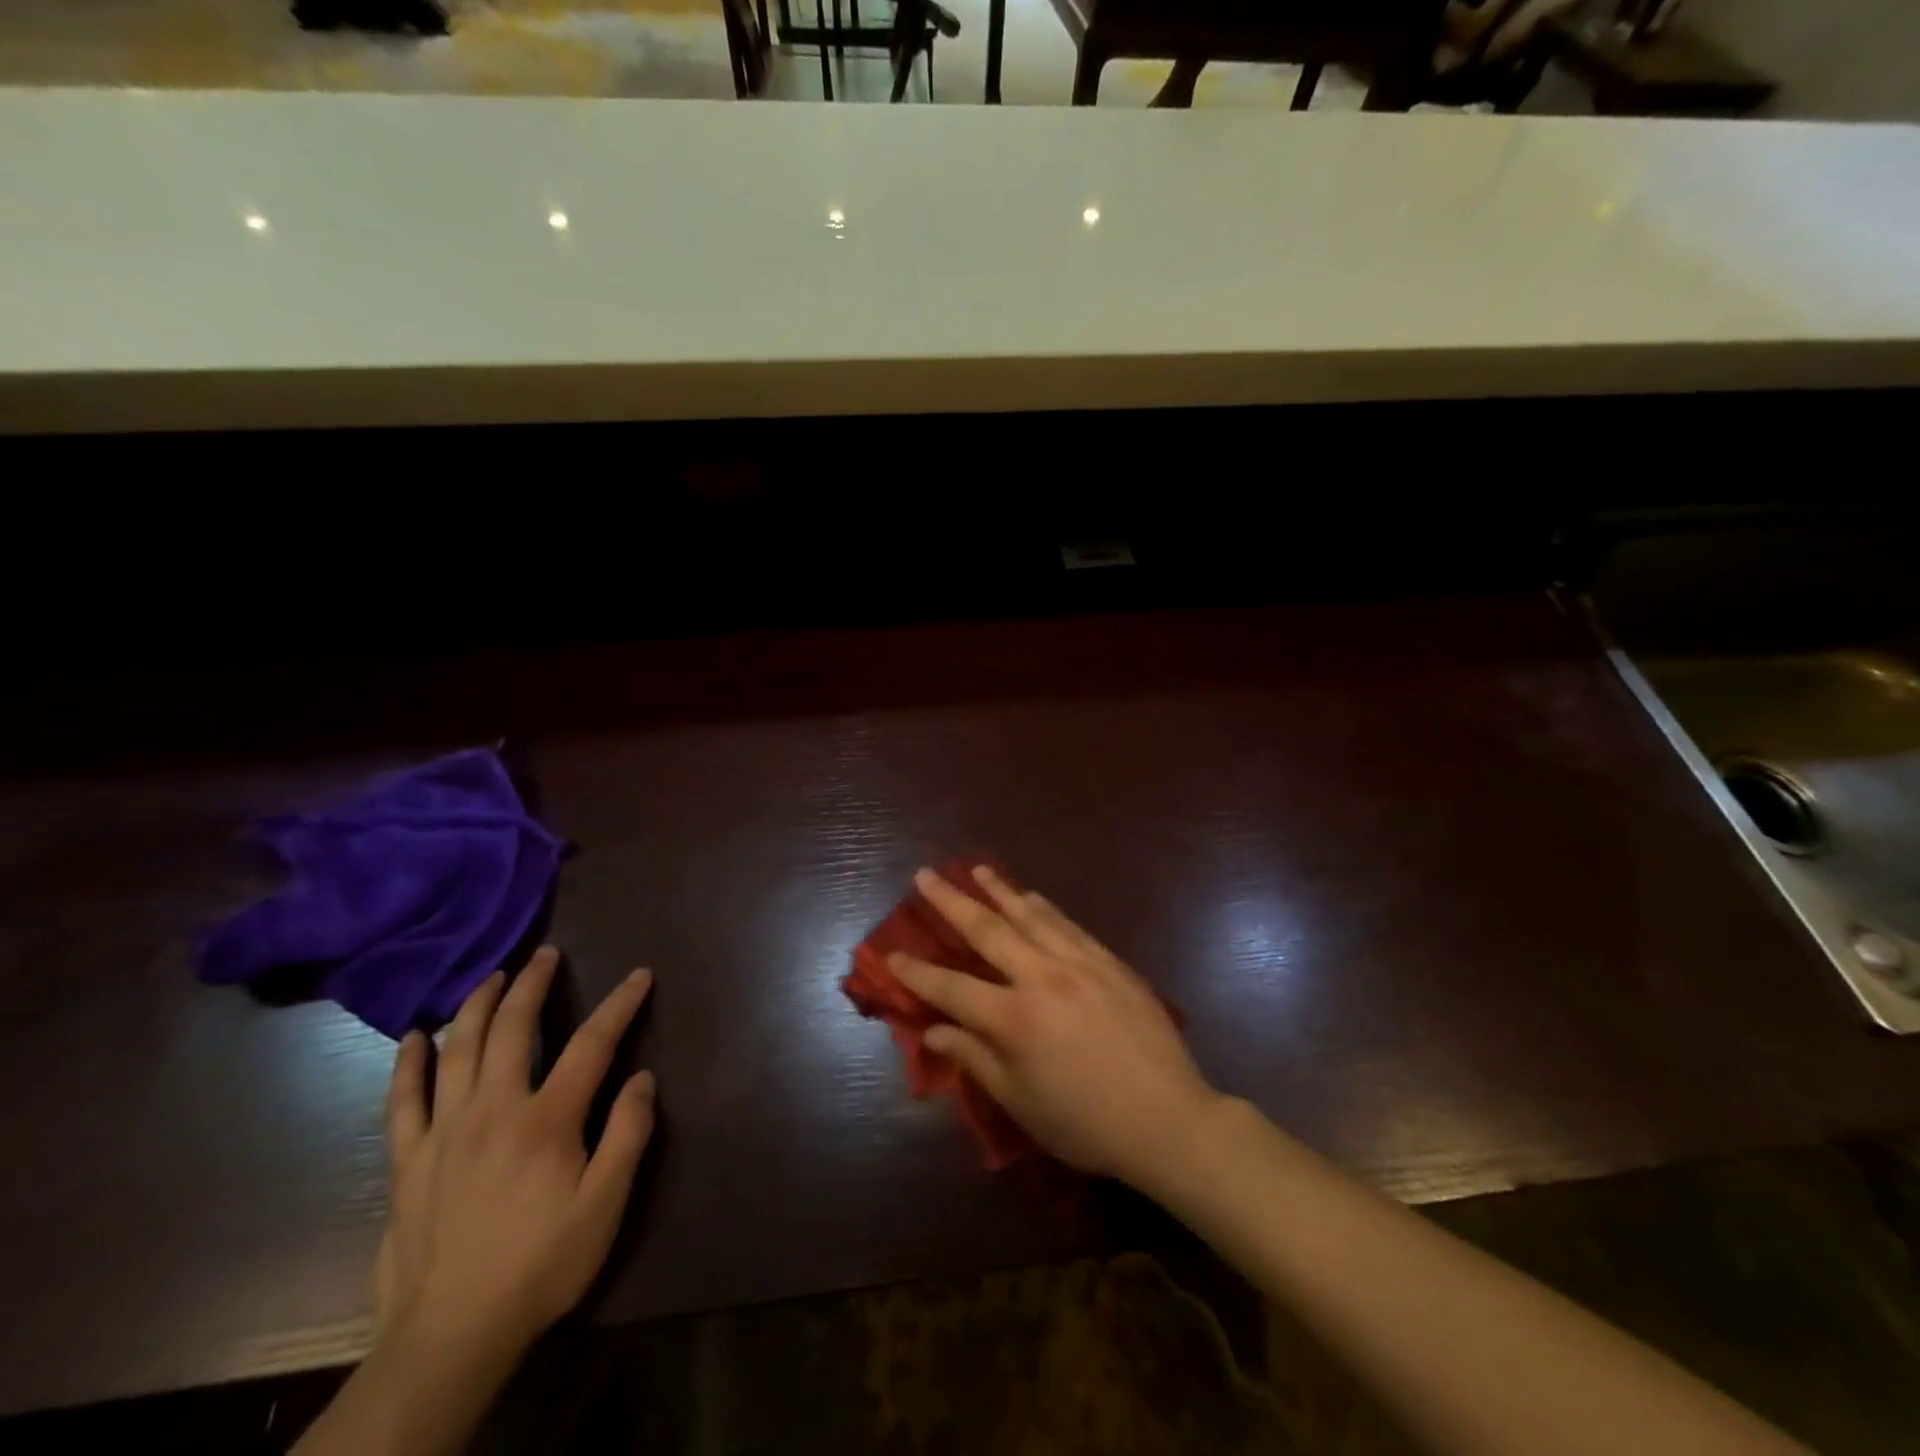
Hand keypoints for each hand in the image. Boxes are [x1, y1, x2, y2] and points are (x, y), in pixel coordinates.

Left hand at [376, 947, 655, 1369]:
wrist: (450, 1338)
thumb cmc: (541, 1265)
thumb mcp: (606, 1206)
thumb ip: (628, 1135)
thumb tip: (644, 1078)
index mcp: (546, 1120)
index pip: (592, 1044)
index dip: (620, 1005)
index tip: (639, 975)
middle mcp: (492, 1111)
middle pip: (513, 1029)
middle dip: (532, 984)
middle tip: (546, 954)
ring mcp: (443, 1133)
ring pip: (458, 1050)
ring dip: (477, 1005)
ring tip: (492, 976)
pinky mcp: (407, 1162)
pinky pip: (402, 1101)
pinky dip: (408, 1063)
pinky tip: (414, 1037)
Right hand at [889, 865, 1220, 1189]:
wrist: (1169, 1119)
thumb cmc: (1086, 1122)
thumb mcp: (1021, 1103)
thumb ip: (975, 1059)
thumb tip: (934, 1030)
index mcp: (1014, 1019)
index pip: (952, 988)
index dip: (917, 972)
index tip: (891, 953)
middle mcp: (1042, 977)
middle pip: (987, 930)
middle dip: (950, 901)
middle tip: (925, 876)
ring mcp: (1079, 963)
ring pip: (1030, 915)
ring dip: (998, 890)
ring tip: (976, 869)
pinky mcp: (1109, 962)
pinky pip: (1068, 925)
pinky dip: (1044, 907)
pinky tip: (1031, 895)